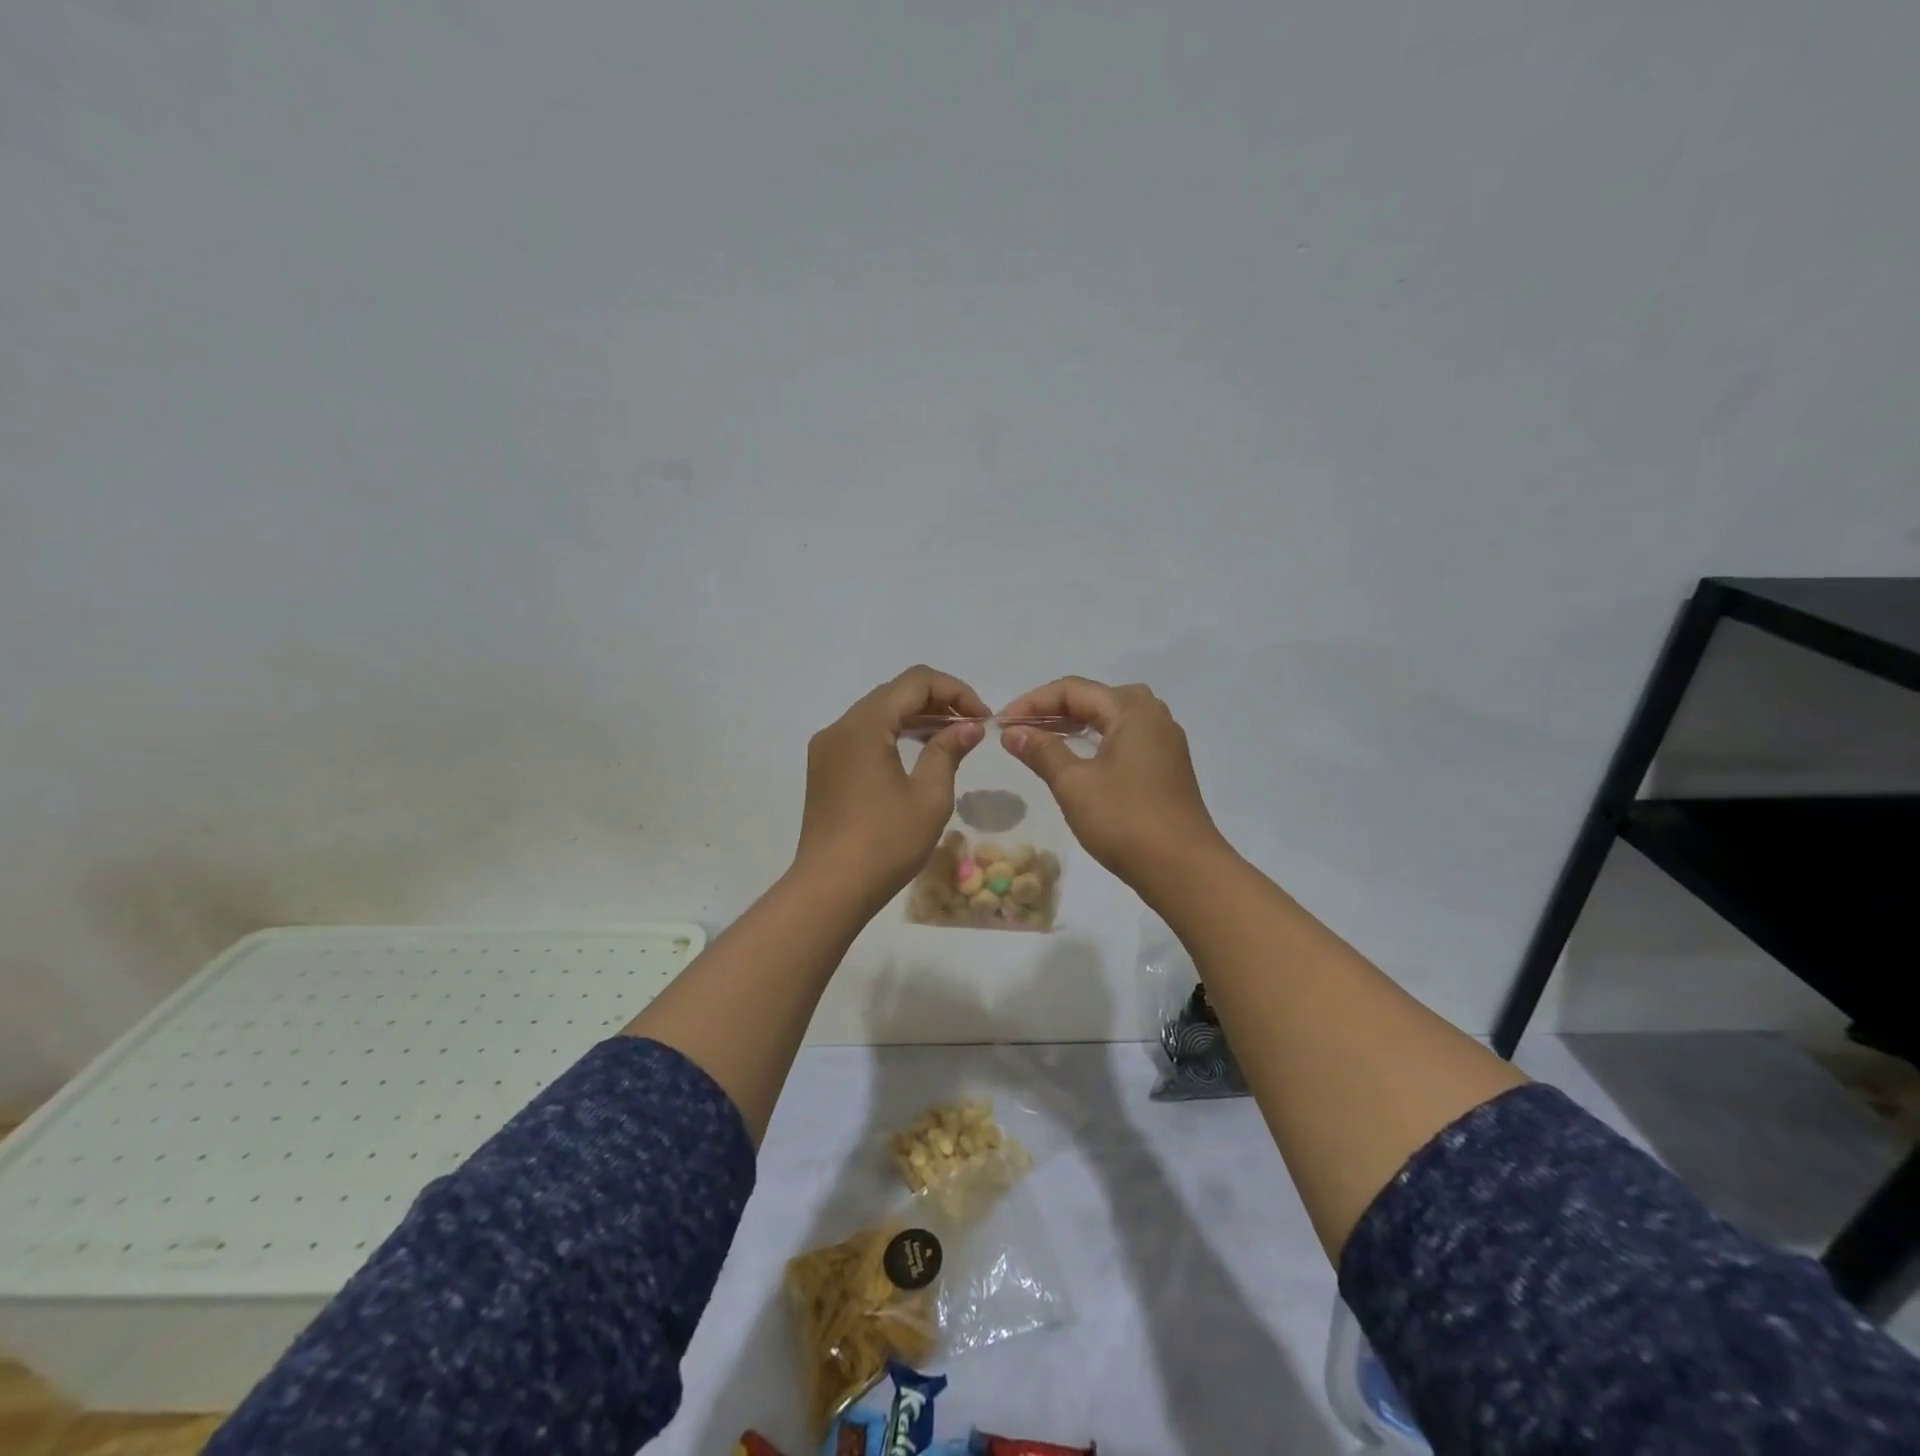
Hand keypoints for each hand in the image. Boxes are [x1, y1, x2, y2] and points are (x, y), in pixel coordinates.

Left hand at [794, 665, 989, 907]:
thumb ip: (948, 751)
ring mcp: (827, 748)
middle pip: (894, 693)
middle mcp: (840, 726)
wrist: (830, 888)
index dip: (955, 690)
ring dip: (915, 718)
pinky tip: (917, 755)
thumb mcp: (929, 796)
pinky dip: (894, 735)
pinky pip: (863, 736)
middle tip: (971, 728)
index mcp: (864, 725)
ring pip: (877, 714)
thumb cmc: (886, 842)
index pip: (915, 682)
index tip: (982, 717)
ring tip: (951, 739)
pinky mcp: (824, 769)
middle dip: (937, 702)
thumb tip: (969, 726)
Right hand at [999, 677, 1228, 886]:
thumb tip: (1013, 732)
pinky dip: (1096, 741)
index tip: (1001, 724)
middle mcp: (1153, 717)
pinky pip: (1125, 739)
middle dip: (1054, 709)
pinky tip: (1079, 760)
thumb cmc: (1125, 821)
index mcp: (1133, 711)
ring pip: (1113, 718)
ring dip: (1076, 724)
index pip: (1073, 690)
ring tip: (1044, 740)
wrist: (1184, 870)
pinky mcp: (1166, 768)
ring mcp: (1164, 744)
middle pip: (1095, 698)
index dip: (1032, 702)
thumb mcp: (1074, 784)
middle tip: (1022, 729)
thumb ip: (1042, 751)